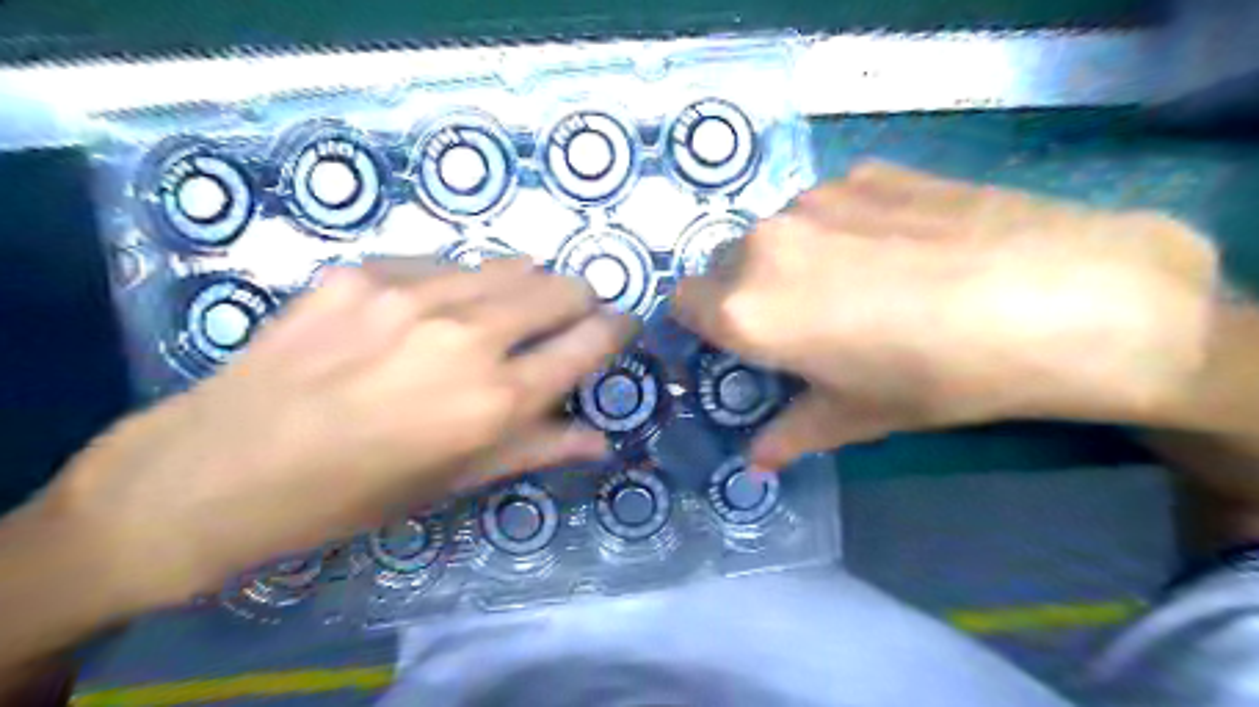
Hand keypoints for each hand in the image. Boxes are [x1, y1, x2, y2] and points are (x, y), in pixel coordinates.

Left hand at [37, 256, 635, 606]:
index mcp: (496, 400)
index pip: (588, 343)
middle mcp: (467, 336)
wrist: (221, 468)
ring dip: (526, 286)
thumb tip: (602, 438)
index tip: (622, 325)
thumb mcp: (454, 482)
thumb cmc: (353, 493)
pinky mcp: (364, 272)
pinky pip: (444, 263)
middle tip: (568, 320)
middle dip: (580, 300)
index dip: (616, 329)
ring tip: (507, 311)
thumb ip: (537, 449)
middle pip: (560, 288)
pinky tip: (433, 310)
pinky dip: (461, 283)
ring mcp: (412, 294)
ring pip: (509, 265)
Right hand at [679, 161, 1220, 469]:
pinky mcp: (864, 172)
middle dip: (747, 293)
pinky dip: (838, 228)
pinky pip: (825, 204)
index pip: (683, 302)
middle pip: (725, 265)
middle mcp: (764, 243)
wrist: (1057, 298)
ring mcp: (814, 198)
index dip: (704, 323)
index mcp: (748, 308)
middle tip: (803, 322)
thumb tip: (755, 462)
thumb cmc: (938, 375)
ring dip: (793, 258)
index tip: (738, 340)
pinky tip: (897, 249)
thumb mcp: (857, 416)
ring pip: (775, 232)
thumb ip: (791, 434)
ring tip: (860, 284)